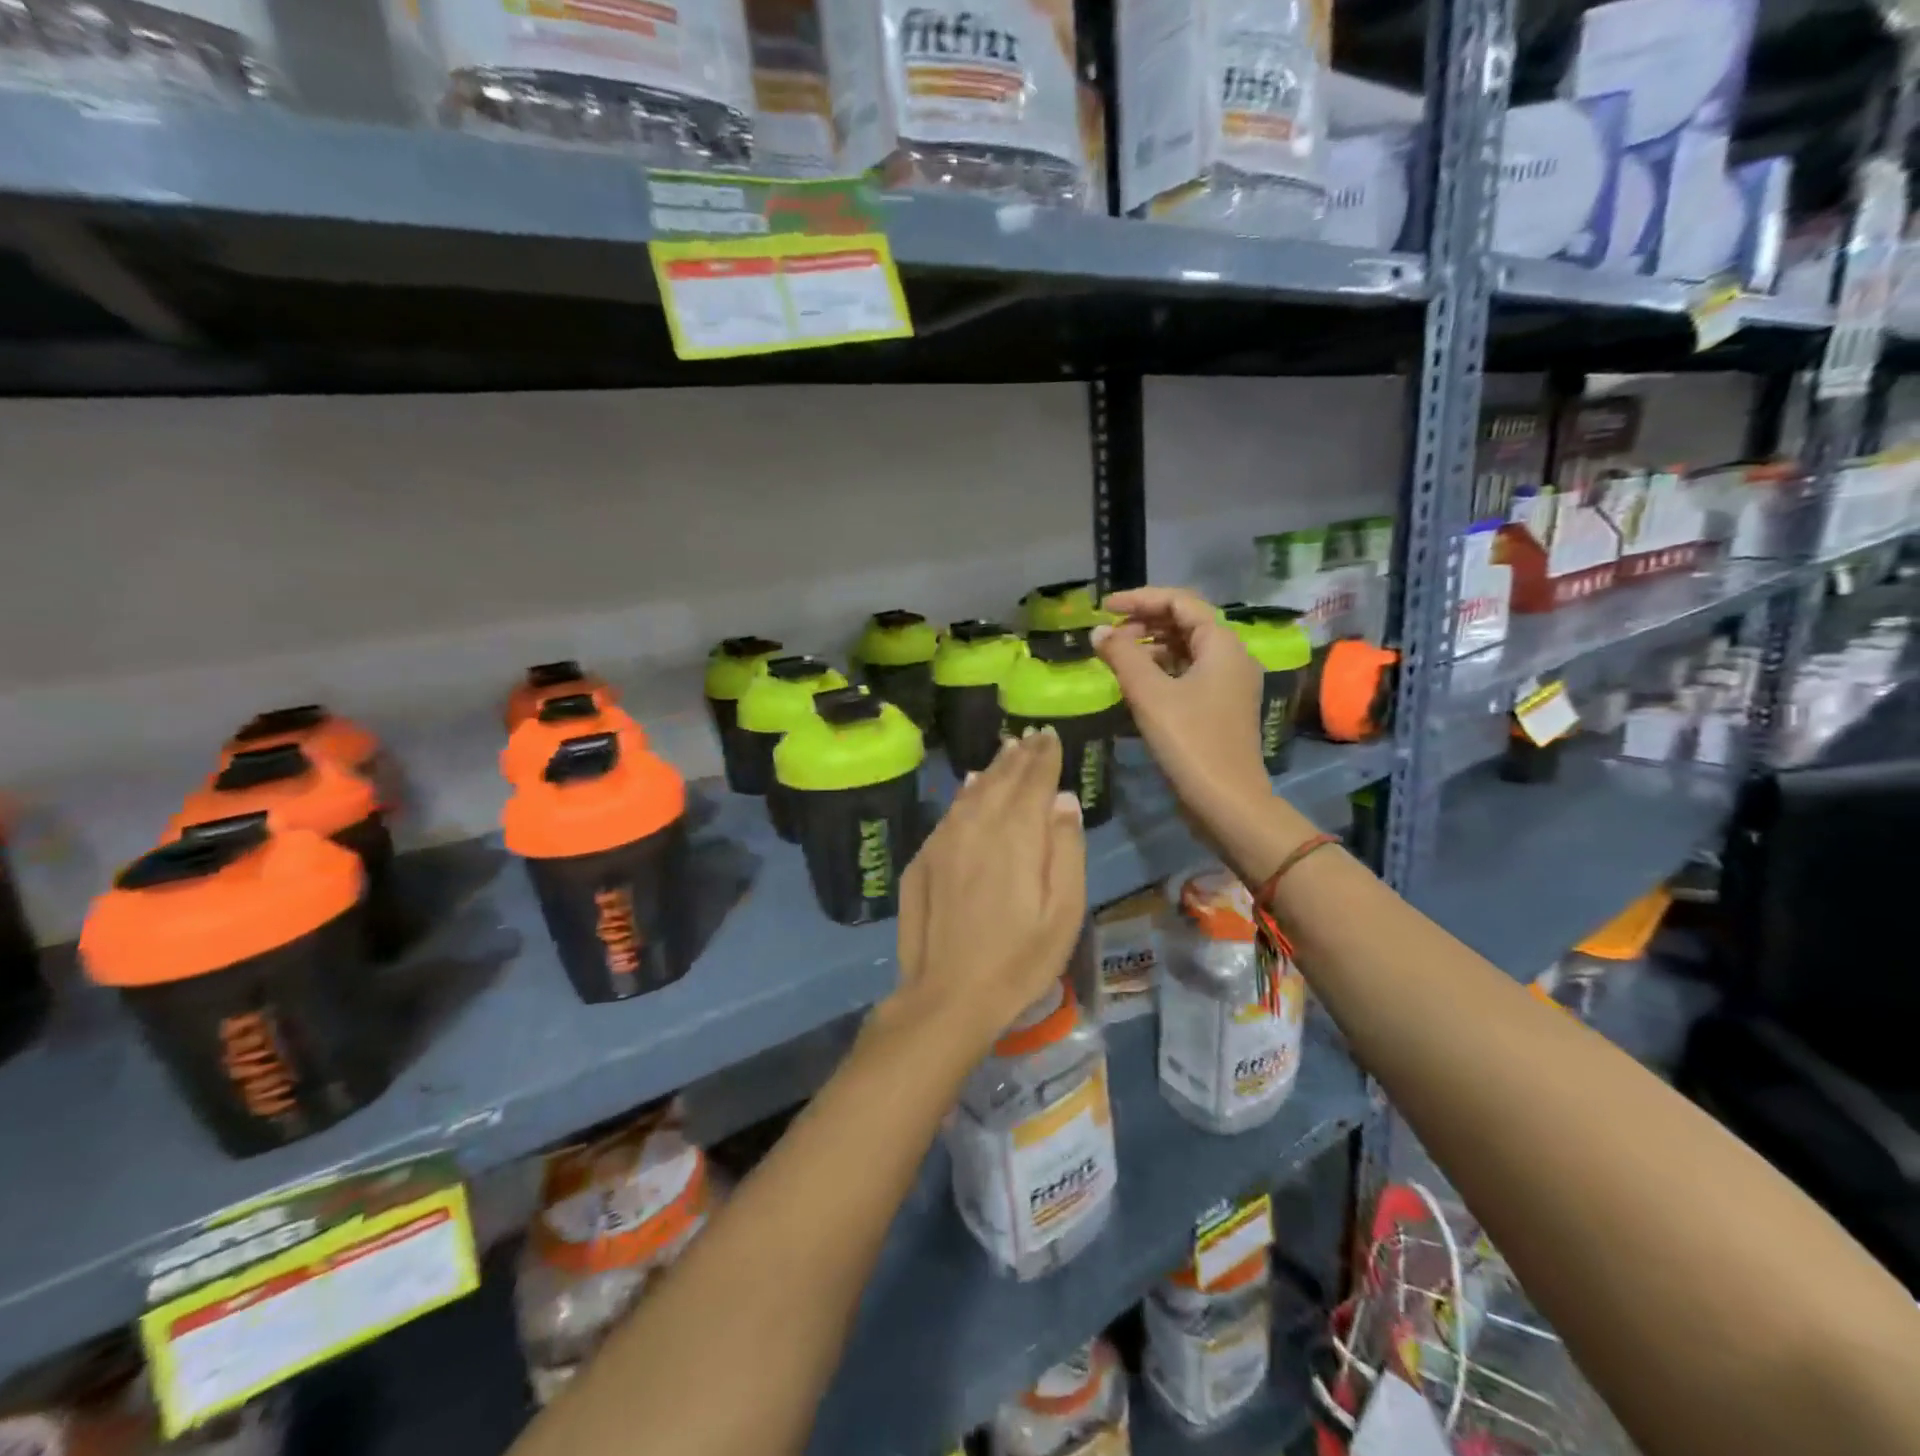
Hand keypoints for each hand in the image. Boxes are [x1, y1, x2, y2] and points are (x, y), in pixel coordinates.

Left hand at [890, 731, 1086, 1055]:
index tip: (1051, 735)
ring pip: (972, 791)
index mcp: (1016, 834)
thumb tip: (1063, 801)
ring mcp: (943, 841)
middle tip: (1032, 737)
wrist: (947, 996)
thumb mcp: (1064, 912)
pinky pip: (949, 813)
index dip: (1044, 756)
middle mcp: (976, 825)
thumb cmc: (1019, 960)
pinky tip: (970, 788)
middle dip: (1019, 756)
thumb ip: (1066, 850)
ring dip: (992, 770)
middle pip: (1001, 779)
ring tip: (1006, 752)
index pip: (1033, 780)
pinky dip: (964, 794)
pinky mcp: (922, 859)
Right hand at [1094, 587, 1294, 880]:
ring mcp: (1228, 684)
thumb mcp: (1149, 694)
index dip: (1140, 599)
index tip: (1104, 607)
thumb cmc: (1190, 741)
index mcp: (1222, 644)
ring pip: (1185, 650)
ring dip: (1150, 648)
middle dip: (1144, 623)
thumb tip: (1098, 632)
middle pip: (1184, 623)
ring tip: (1116, 659)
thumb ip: (1122, 656)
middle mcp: (1231, 657)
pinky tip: (1135, 685)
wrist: (1227, 802)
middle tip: (1108, 637)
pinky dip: (1160, 671)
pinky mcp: (1220, 708)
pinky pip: (1188, 674)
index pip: (1180, 602)